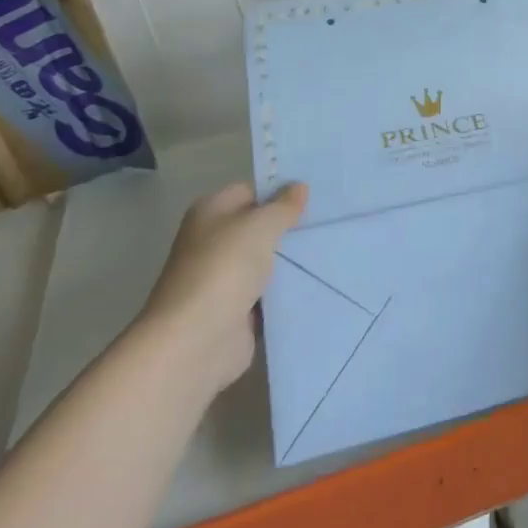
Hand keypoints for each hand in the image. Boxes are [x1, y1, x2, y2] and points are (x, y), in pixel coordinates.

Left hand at [135, 181, 306, 394]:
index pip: (249, 192)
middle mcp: (212, 242)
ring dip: (290, 261)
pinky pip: (269, 294)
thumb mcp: (261, 225)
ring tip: (331, 249)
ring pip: (265, 262)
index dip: (278, 193)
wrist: (196, 341)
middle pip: (258, 228)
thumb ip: (283, 206)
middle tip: (327, 222)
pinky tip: (317, 281)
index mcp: (210, 213)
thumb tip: (299, 186)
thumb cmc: (224, 268)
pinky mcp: (236, 311)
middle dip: (289, 228)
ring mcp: (223, 279)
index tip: (314, 197)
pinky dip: (286, 292)